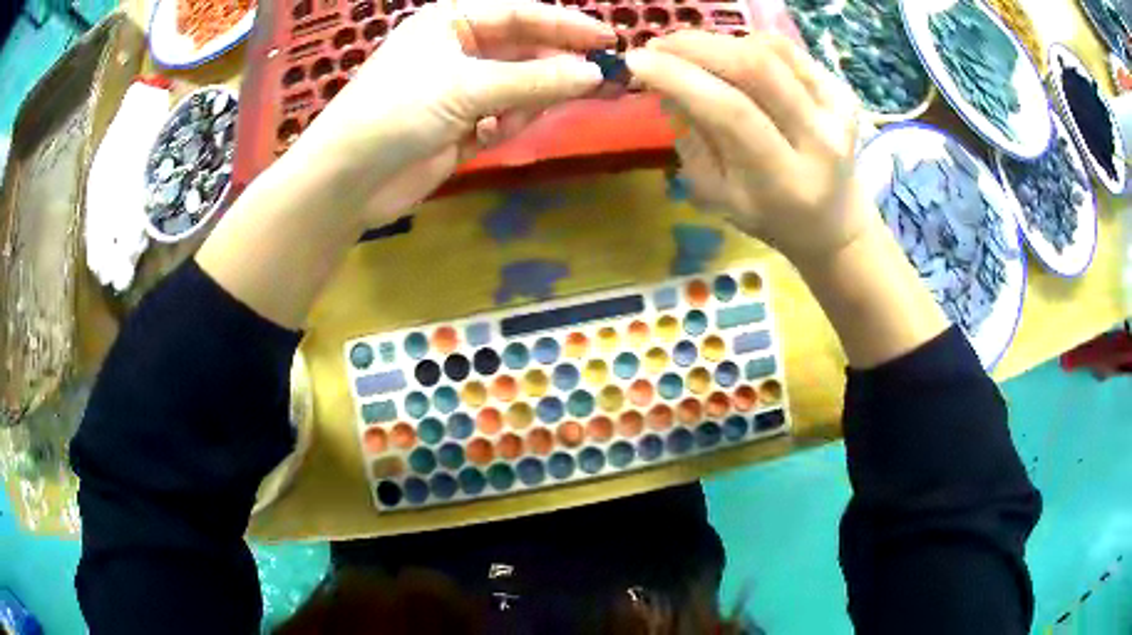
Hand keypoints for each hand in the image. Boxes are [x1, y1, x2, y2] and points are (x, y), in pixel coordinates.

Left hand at [288, 0, 614, 225]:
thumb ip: (534, 81)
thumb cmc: (397, 112)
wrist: (348, 180)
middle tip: (602, 82)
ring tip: (515, 120)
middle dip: (556, 69)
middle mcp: (458, 49)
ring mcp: (460, 88)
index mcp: (451, 22)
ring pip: (519, 87)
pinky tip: (492, 137)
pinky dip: (507, 126)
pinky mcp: (461, 125)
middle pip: (524, 52)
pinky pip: (504, 117)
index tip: (610, 39)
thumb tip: (595, 73)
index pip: (521, 15)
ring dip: (527, 103)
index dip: (567, 26)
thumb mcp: (467, 87)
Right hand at [626, 31, 871, 265]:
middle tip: (659, 44)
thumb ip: (691, 139)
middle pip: (756, 69)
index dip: (679, 77)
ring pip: (771, 50)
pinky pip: (788, 50)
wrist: (832, 221)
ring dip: (720, 42)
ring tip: (692, 53)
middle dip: (697, 46)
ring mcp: (838, 112)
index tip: (637, 60)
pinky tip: (731, 57)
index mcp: (783, 181)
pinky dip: (749, 43)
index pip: (730, 112)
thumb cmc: (768, 215)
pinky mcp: (844, 92)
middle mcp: (819, 141)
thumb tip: (665, 83)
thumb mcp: (718, 196)